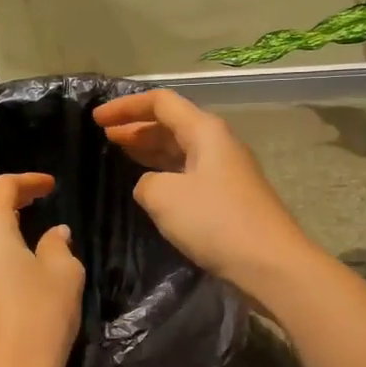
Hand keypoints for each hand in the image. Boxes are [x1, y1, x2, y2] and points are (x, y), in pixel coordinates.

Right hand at [93, 89, 315, 290]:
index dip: (126, 107)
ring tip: (120, 155)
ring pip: (180, 151)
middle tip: (104, 137)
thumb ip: (145, 183)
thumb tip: (150, 186)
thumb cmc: (215, 221)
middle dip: (136, 127)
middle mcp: (218, 144)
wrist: (270, 264)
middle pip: (172, 124)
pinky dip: (164, 173)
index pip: (161, 103)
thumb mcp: (165, 197)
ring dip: (149, 150)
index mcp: (205, 131)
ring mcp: (226, 172)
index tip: (95, 118)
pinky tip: (149, 187)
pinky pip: (189, 174)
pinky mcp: (228, 198)